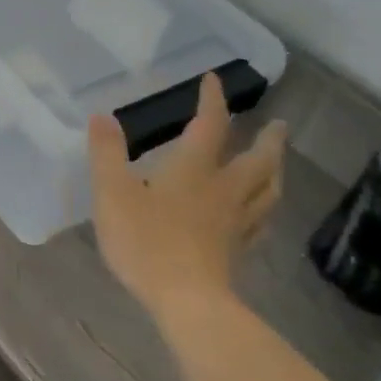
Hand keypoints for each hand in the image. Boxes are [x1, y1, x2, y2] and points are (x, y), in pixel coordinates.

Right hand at [88, 72, 285, 316]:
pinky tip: (260, 216)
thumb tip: (101, 116)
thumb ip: (106, 154)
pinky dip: (264, 210)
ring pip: (266, 191)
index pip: (210, 125)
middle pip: (256, 160)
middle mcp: (223, 190)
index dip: (213, 100)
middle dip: (267, 140)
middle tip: (278, 125)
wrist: (187, 301)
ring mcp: (235, 223)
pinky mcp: (236, 251)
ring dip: (275, 172)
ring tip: (276, 164)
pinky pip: (259, 223)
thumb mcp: (113, 193)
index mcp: (194, 170)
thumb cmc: (146, 241)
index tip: (214, 79)